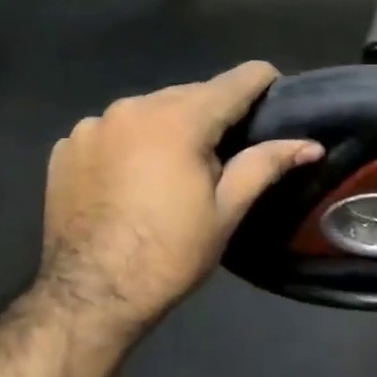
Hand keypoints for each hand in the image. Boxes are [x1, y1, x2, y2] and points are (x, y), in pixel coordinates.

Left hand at [37, 62, 320, 329]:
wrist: (90, 295)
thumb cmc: (171, 253)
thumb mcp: (227, 210)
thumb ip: (266, 165)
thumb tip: (311, 145)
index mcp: (178, 120)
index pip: (234, 81)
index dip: (262, 82)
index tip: (276, 93)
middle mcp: (132, 108)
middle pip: (190, 94)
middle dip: (214, 113)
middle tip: (228, 150)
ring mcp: (92, 126)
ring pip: (149, 111)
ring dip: (170, 127)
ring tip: (177, 168)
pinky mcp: (65, 147)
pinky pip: (112, 131)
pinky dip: (131, 143)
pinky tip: (133, 179)